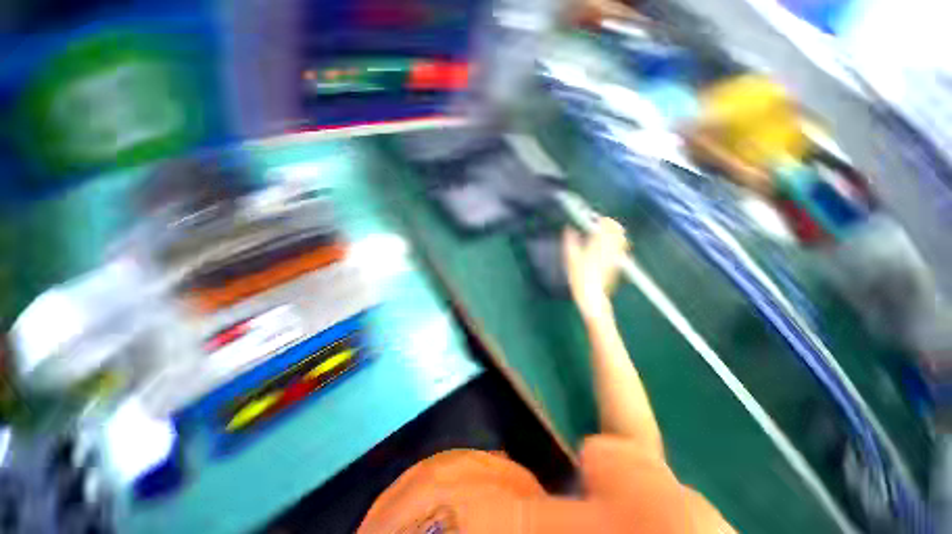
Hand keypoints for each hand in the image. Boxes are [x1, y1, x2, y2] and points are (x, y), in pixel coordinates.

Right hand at [563, 217, 628, 322]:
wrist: (592, 296)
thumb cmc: (579, 277)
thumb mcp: (570, 258)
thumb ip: (570, 241)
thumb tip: (569, 229)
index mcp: (599, 244)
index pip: (606, 224)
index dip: (600, 219)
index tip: (592, 219)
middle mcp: (611, 248)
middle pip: (618, 229)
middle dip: (610, 224)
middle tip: (599, 226)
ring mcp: (617, 256)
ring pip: (622, 238)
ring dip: (614, 233)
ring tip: (604, 234)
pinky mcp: (618, 263)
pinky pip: (621, 248)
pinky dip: (617, 243)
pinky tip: (607, 247)